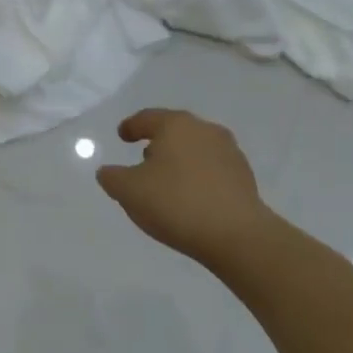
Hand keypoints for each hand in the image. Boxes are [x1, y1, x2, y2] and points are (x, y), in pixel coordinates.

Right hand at [95, 108, 277, 266]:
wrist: (236, 234)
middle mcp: (204, 130)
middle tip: (144, 158)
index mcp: (176, 125)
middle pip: (175, 130)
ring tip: (168, 181)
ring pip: (196, 148)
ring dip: (180, 159)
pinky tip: (192, 196)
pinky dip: (198, 175)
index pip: (147, 118)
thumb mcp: (129, 192)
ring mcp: (229, 151)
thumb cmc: (176, 203)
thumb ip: (112, 177)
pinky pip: (212, 168)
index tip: (122, 135)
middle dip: (158, 142)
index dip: (131, 126)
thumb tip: (108, 171)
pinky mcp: (244, 176)